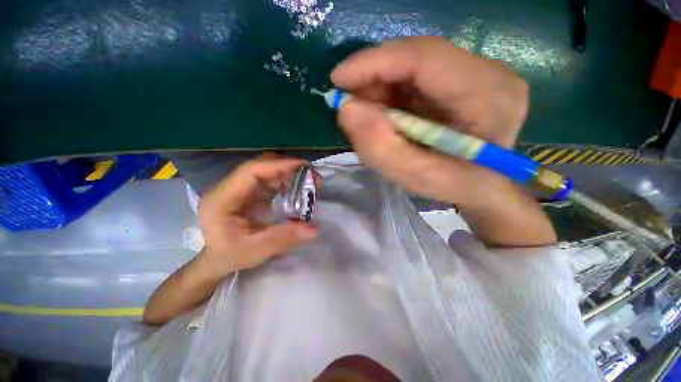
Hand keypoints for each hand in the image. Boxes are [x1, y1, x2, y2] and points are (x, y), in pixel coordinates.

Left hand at [197, 155, 318, 278]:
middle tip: (312, 177)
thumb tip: (313, 229)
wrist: (215, 260)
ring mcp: (239, 189)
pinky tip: (295, 191)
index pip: (251, 171)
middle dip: (288, 168)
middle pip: (260, 166)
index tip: (304, 166)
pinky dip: (285, 182)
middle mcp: (229, 188)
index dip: (279, 165)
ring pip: (266, 171)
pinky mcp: (248, 193)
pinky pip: (269, 180)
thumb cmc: (229, 256)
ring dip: (288, 174)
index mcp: (222, 199)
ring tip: (308, 184)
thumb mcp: (255, 251)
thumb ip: (282, 238)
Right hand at [332, 36, 555, 246]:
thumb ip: (380, 148)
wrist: (483, 185)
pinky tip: (386, 114)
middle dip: (374, 77)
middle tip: (350, 104)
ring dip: (382, 87)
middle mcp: (488, 73)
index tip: (338, 80)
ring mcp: (477, 72)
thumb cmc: (456, 186)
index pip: (424, 58)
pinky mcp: (464, 79)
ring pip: (413, 64)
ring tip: (369, 115)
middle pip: (417, 57)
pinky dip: (393, 93)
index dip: (375, 63)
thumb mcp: (415, 177)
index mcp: (488, 95)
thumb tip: (347, 109)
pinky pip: (417, 76)